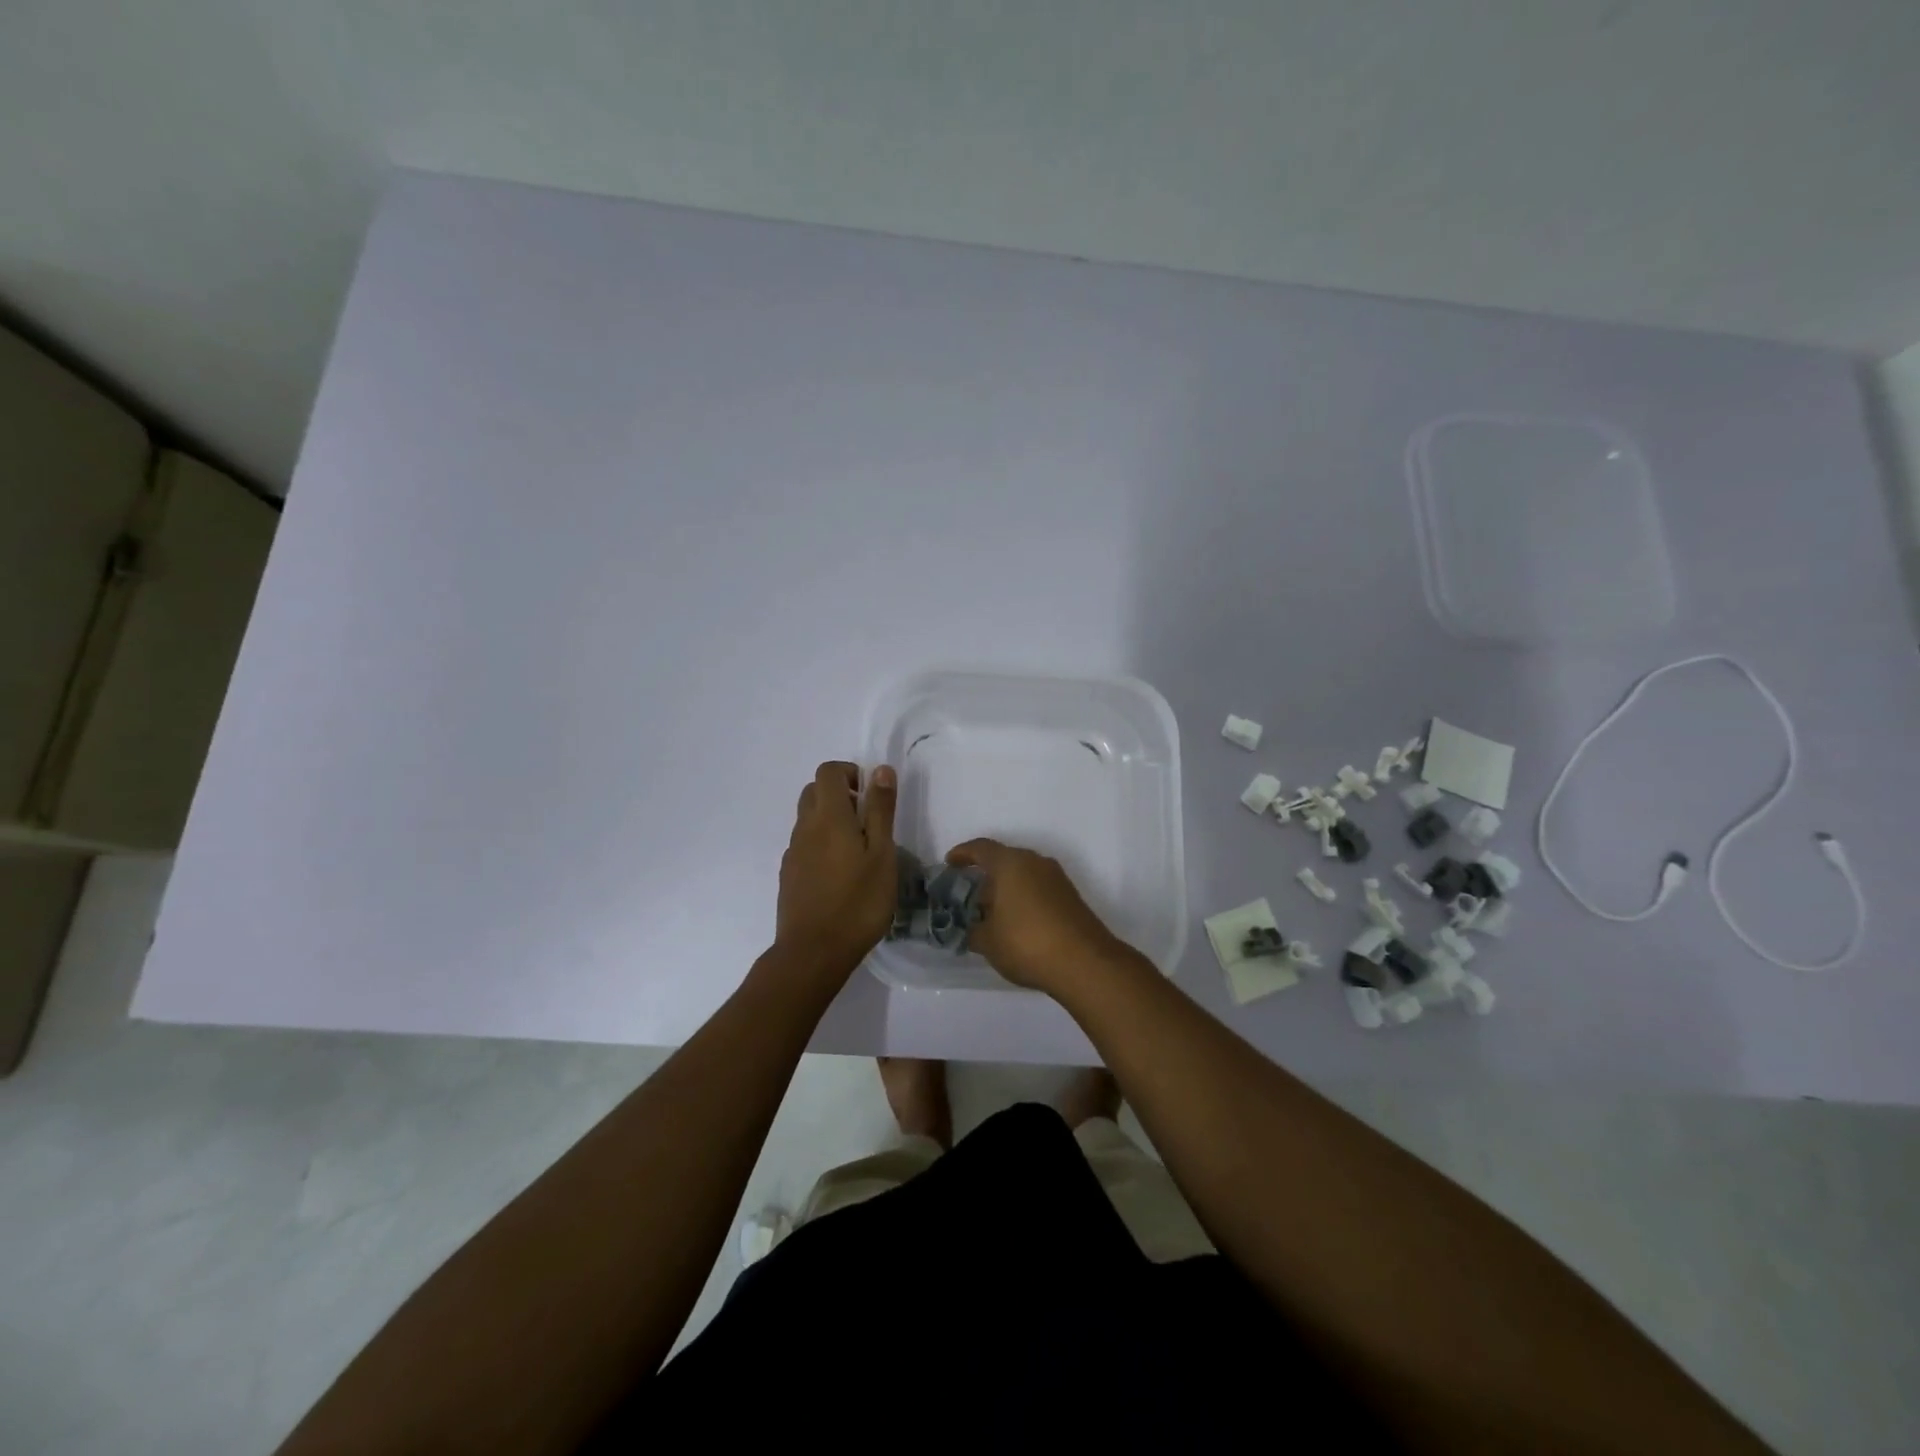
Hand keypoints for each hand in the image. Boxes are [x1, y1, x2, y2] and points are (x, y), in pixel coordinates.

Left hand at [776, 761, 898, 969]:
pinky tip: (839, 874)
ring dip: (830, 820)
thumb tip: (879, 770)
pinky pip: (804, 844)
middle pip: (814, 791)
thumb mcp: (882, 854)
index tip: (871, 796)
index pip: (828, 771)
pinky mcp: (788, 875)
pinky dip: (820, 844)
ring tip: (857, 851)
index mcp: (829, 816)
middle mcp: (805, 827)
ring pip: (807, 819)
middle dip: (840, 794)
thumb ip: (880, 809)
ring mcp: (793, 852)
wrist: (813, 952)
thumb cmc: (858, 902)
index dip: (850, 773)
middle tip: (867, 821)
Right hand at [944, 839, 1125, 993]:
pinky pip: (1038, 888)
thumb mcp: (988, 941)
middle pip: (1004, 860)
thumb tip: (973, 928)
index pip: (981, 848)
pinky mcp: (1070, 896)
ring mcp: (1057, 878)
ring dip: (1006, 888)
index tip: (950, 864)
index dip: (962, 854)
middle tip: (969, 896)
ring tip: (992, 914)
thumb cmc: (1026, 943)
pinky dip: (1024, 898)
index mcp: (1010, 863)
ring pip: (1023, 874)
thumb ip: (973, 930)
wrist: (1085, 962)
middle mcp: (1035, 862)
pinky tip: (1016, 923)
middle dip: (985, 876)